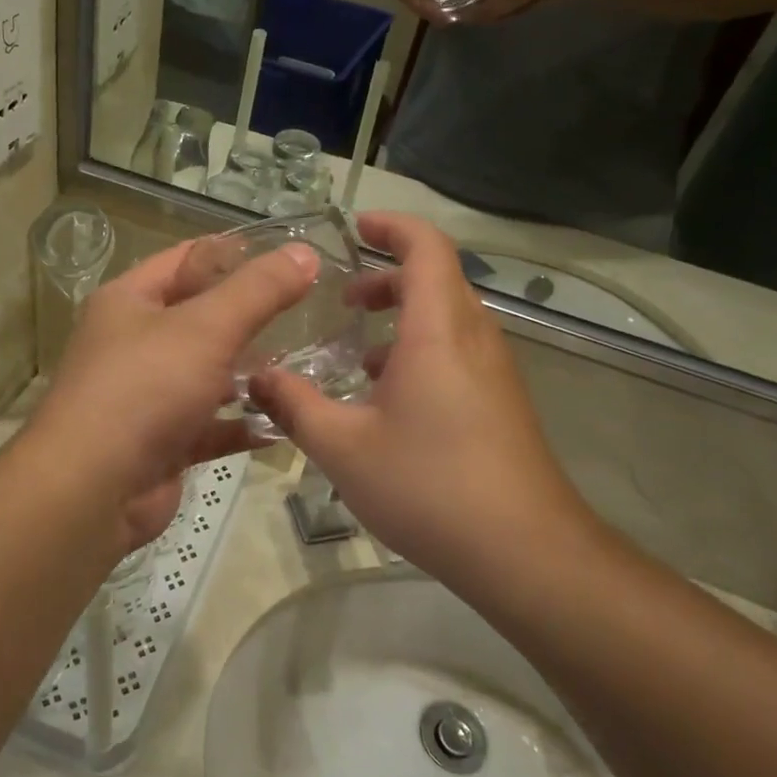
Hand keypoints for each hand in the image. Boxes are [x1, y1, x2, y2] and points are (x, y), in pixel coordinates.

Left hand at [29, 237, 317, 553]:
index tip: (289, 255)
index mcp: (130, 301)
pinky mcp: (164, 443)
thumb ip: (258, 290)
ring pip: (209, 374)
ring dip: (251, 372)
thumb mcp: (206, 327)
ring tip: (309, 362)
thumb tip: (304, 252)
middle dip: (252, 316)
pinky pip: (212, 426)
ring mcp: (148, 397)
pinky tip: (285, 421)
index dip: (234, 253)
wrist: (93, 490)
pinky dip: (243, 423)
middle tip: (312, 310)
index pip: (186, 259)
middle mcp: (135, 344)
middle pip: (201, 318)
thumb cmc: (144, 389)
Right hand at [249, 213, 597, 582]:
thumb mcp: (343, 446)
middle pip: (436, 279)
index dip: (392, 226)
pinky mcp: (501, 402)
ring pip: (447, 319)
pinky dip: (420, 351)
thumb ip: (293, 405)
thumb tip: (254, 378)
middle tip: (343, 301)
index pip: (426, 247)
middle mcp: (473, 337)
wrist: (522, 551)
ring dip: (403, 318)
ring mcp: (494, 371)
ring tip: (356, 353)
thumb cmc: (428, 485)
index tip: (354, 228)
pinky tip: (388, 400)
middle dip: (387, 278)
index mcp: (438, 330)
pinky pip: (458, 352)